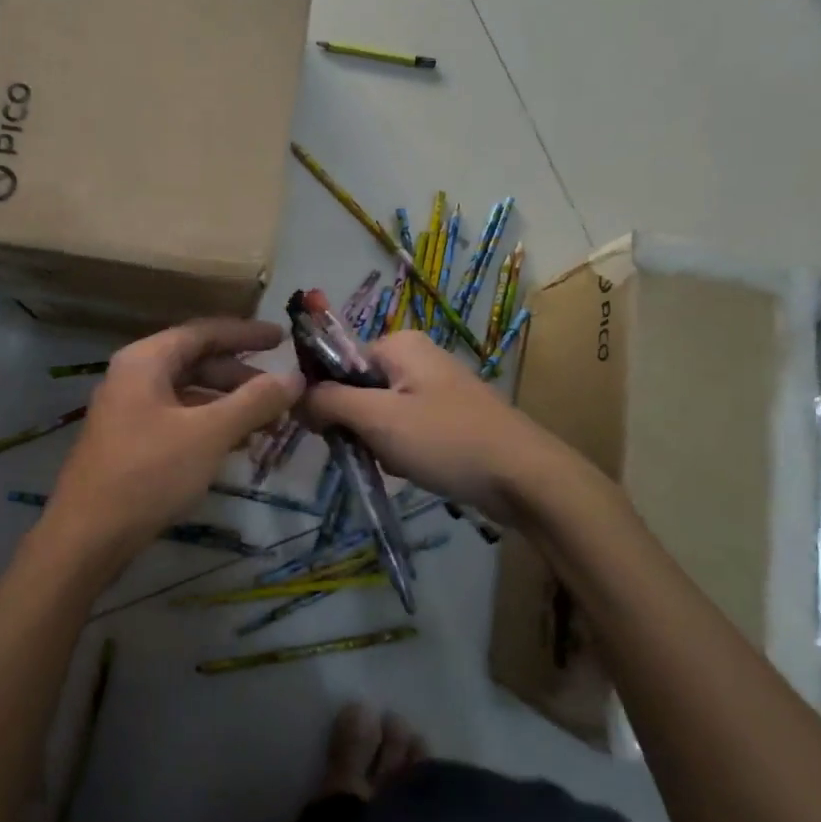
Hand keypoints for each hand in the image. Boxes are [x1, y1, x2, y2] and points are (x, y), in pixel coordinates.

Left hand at [43, 319, 303, 567]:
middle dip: (241, 377)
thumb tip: (295, 377)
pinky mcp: (130, 441)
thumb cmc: (148, 474)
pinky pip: (179, 418)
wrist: (87, 538)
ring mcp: (129, 409)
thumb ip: (254, 402)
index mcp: (146, 360)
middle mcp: (134, 376)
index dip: (246, 334)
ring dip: (229, 404)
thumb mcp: (209, 434)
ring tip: (268, 426)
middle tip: (281, 394)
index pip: (204, 332)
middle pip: (197, 362)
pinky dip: (210, 425)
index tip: (283, 339)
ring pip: (189, 393)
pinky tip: (236, 445)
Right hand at [302, 331, 542, 519]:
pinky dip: (401, 448)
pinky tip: (414, 468)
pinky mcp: (449, 414)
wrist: (525, 477)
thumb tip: (295, 396)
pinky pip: (405, 425)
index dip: (325, 396)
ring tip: (398, 462)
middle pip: (358, 387)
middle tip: (372, 449)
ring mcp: (436, 385)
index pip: (338, 362)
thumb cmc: (446, 440)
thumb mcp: (378, 419)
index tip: (325, 431)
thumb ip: (330, 402)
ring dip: (378, 440)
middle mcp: (417, 355)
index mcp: (399, 344)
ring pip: (380, 411)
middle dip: (357, 423)